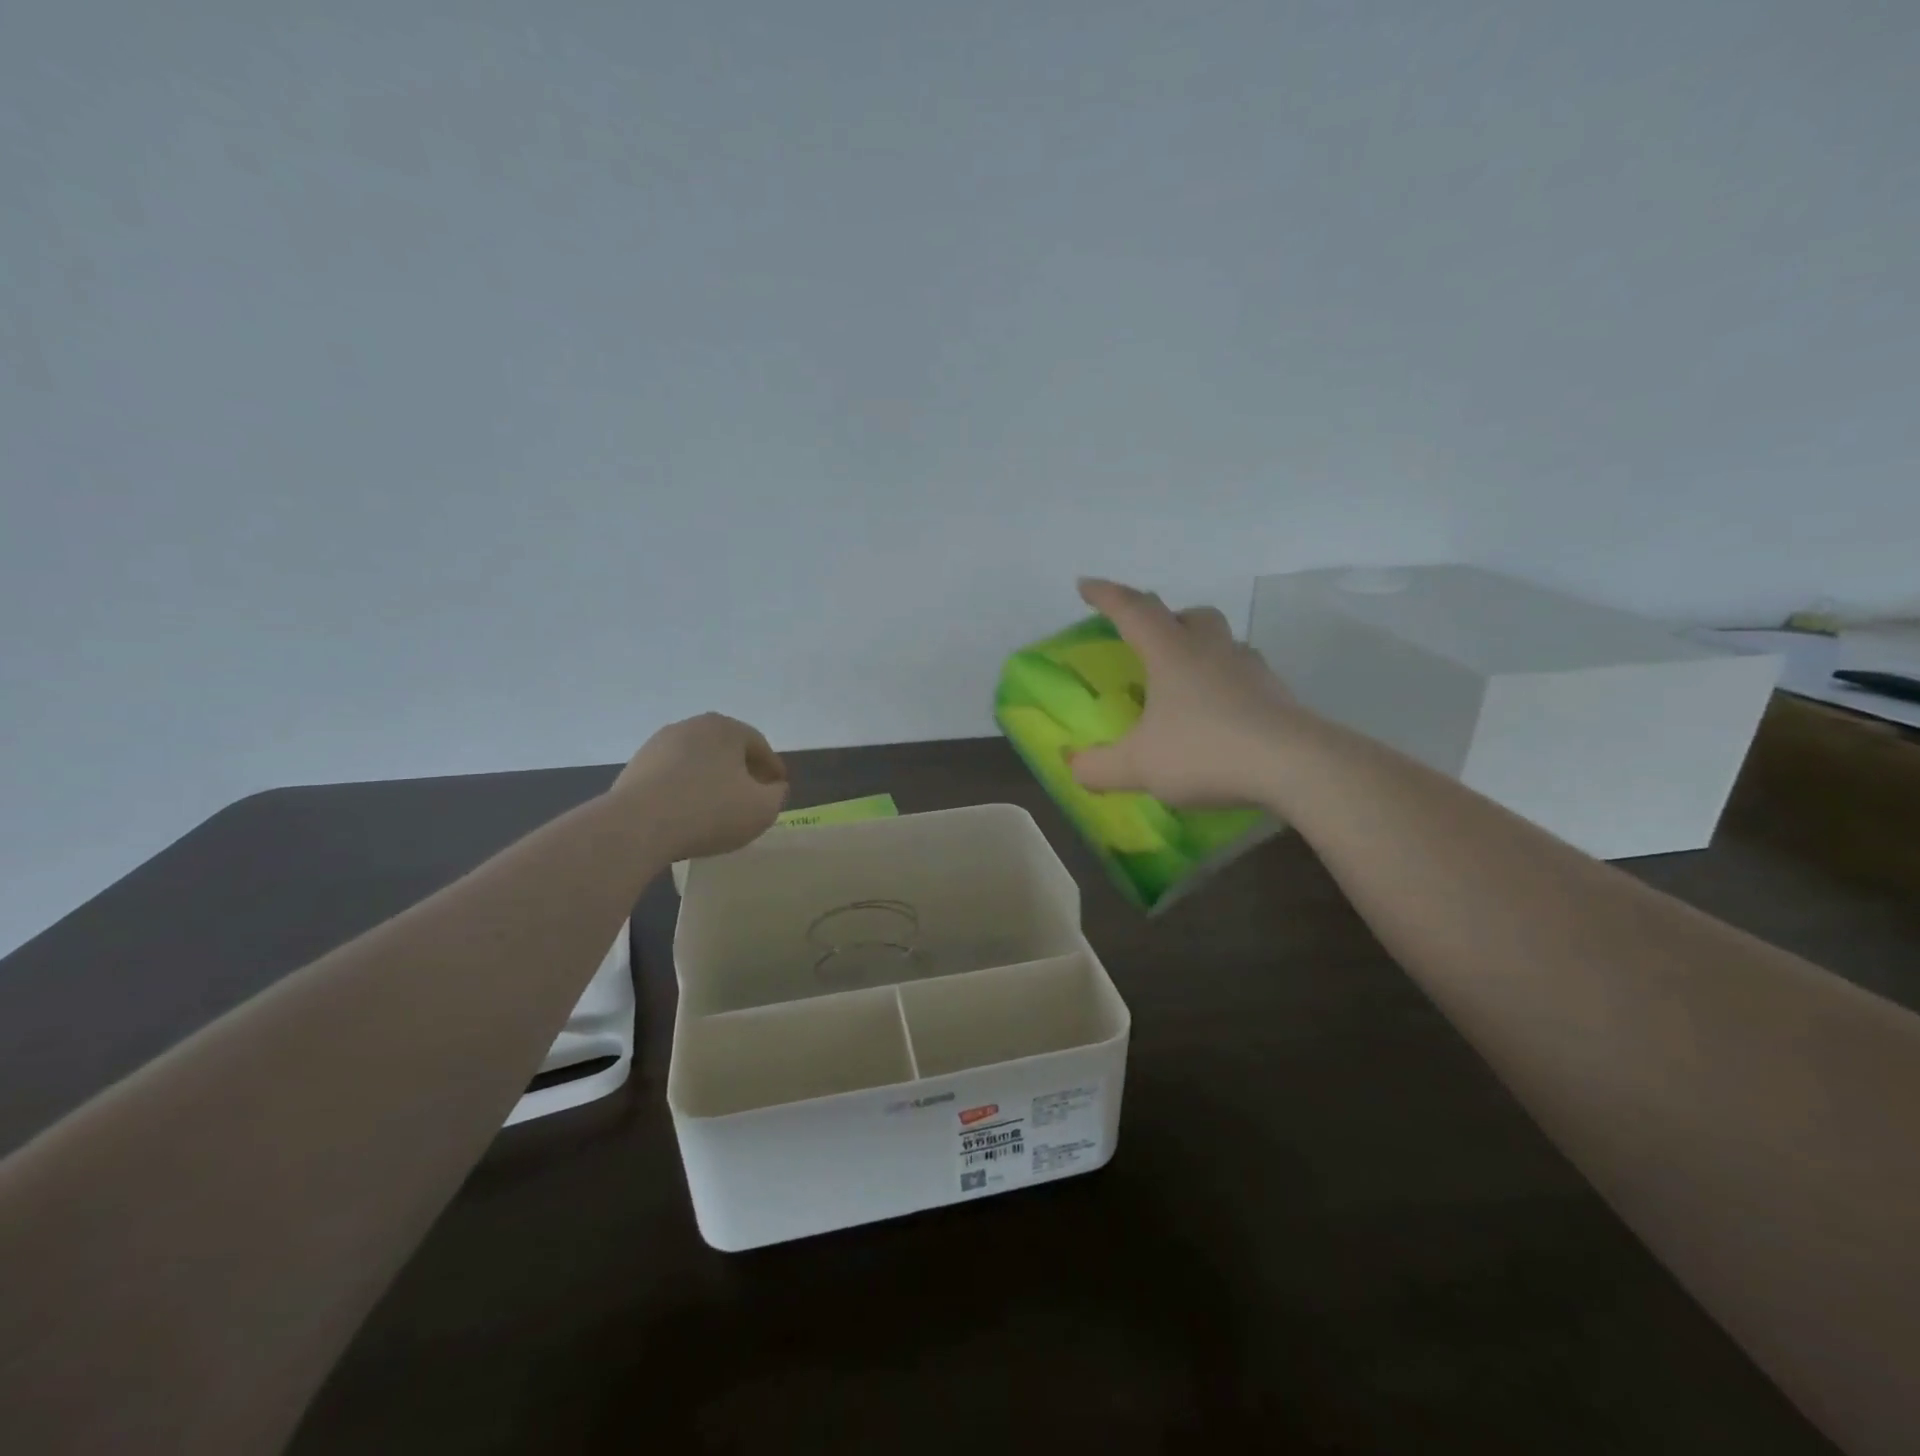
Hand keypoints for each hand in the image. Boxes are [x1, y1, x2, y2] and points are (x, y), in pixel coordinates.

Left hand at [610, 713, 789, 860]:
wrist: (637, 826)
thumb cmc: (710, 811)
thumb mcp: (762, 809)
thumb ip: (777, 795)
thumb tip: (773, 788)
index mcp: (726, 728)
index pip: (759, 746)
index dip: (773, 769)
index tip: (778, 789)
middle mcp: (691, 726)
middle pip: (727, 749)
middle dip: (741, 771)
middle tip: (751, 797)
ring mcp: (658, 744)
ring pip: (698, 762)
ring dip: (711, 780)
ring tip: (718, 808)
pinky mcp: (635, 766)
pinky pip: (672, 776)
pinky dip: (685, 789)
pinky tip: (688, 813)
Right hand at [1070, 578, 1299, 806]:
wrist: (1293, 766)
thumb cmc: (1205, 751)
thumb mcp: (1138, 766)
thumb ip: (1098, 767)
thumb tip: (1075, 767)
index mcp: (1171, 653)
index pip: (1133, 610)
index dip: (1106, 596)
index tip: (1085, 586)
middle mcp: (1212, 650)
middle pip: (1190, 615)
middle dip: (1167, 620)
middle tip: (1151, 643)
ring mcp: (1251, 670)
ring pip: (1224, 642)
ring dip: (1202, 650)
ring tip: (1187, 683)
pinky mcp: (1277, 695)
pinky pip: (1246, 676)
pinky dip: (1227, 685)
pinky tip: (1221, 715)